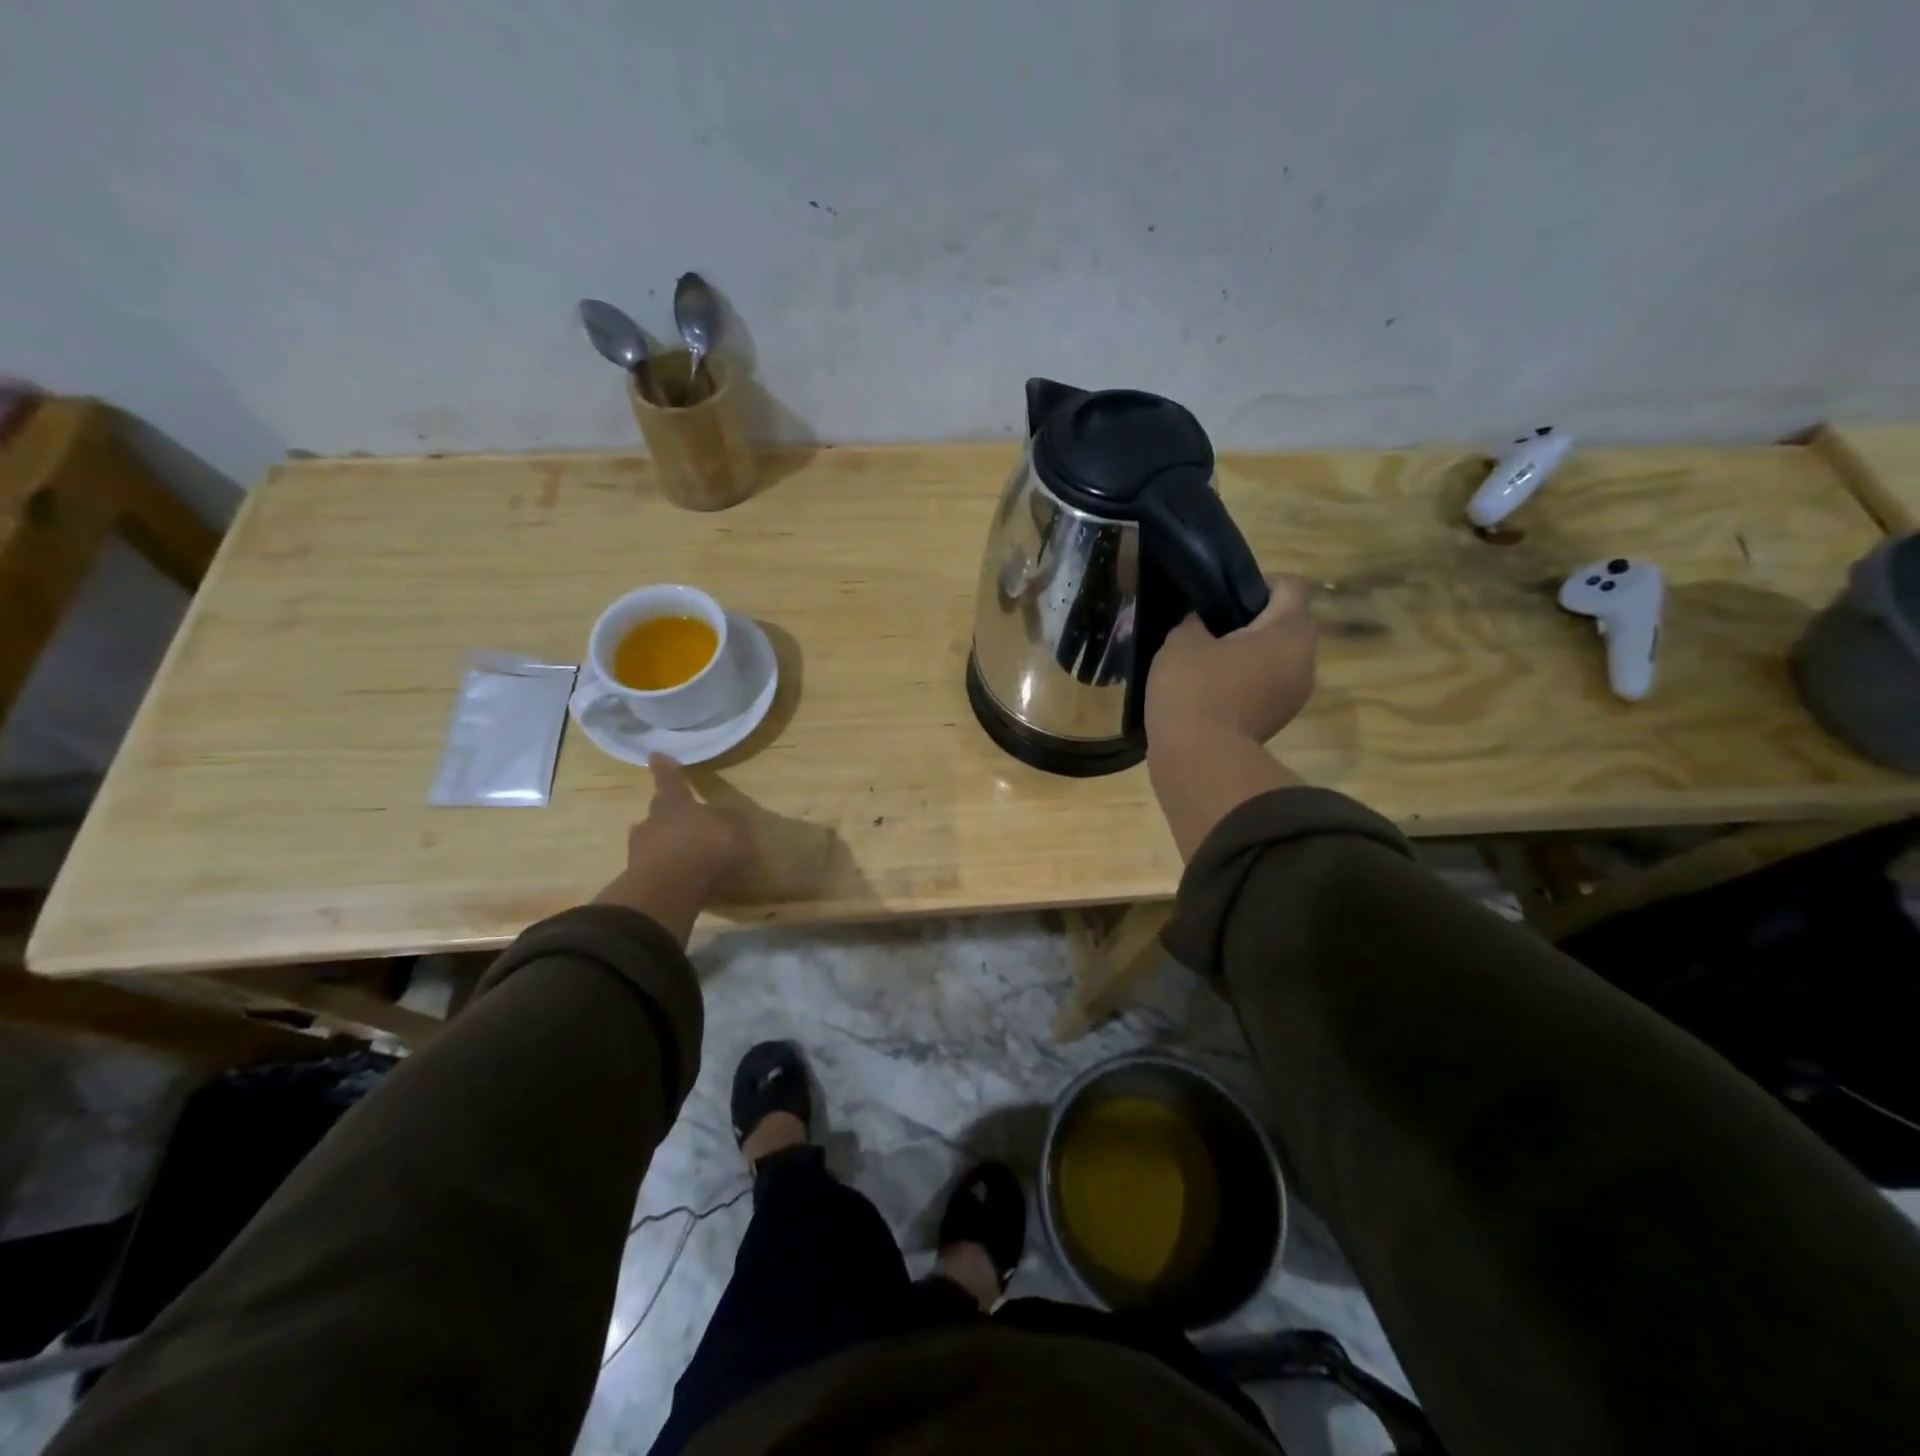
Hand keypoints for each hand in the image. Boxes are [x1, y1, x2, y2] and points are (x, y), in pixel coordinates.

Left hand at [593, 755, 754, 942]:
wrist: (671, 890)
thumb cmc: (705, 847)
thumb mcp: (734, 829)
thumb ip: (732, 823)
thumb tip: (732, 819)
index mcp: (674, 803)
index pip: (670, 780)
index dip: (665, 768)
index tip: (655, 754)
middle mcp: (653, 822)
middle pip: (658, 813)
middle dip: (668, 817)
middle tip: (680, 822)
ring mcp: (641, 852)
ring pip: (653, 843)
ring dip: (666, 847)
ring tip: (684, 857)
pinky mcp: (640, 881)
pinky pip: (656, 871)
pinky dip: (668, 873)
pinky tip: (683, 882)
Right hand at [1145, 573, 1317, 749]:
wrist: (1198, 759)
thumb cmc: (1194, 689)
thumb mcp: (1182, 641)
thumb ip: (1196, 620)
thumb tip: (1202, 622)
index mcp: (1289, 631)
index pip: (1290, 586)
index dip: (1256, 582)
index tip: (1222, 596)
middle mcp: (1305, 659)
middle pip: (1289, 622)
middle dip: (1255, 619)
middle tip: (1213, 626)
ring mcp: (1296, 694)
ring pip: (1279, 657)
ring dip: (1252, 653)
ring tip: (1210, 659)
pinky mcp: (1279, 719)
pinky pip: (1269, 684)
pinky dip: (1248, 679)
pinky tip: (1213, 687)